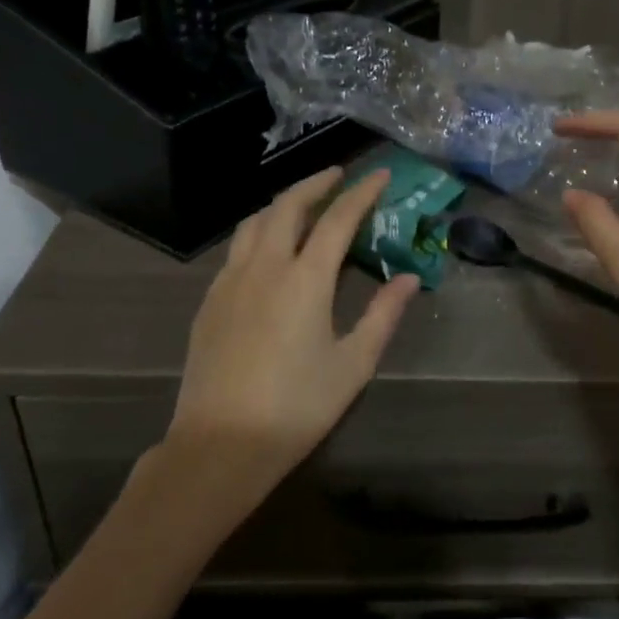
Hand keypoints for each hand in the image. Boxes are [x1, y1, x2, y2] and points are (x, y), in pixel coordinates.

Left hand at [165, 166, 419, 506]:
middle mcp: (264, 267)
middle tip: (338, 175)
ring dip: (282, 204)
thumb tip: (408, 278)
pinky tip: (267, 249)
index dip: (361, 193)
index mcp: (305, 279)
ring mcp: (230, 282)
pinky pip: (236, 249)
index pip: (337, 219)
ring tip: (302, 204)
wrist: (220, 444)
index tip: (379, 174)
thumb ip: (382, 315)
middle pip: (287, 206)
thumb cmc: (296, 407)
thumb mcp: (353, 365)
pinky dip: (258, 231)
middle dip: (315, 183)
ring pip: (254, 223)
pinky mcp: (209, 301)